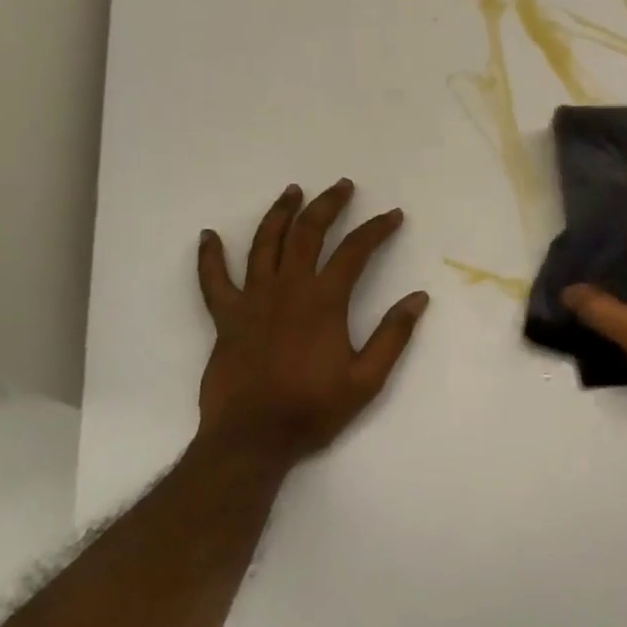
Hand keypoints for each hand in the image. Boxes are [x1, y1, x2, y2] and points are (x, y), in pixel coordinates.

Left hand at [195, 179, 429, 467]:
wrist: (252, 440)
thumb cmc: (312, 409)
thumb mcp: (367, 379)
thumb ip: (393, 335)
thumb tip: (419, 297)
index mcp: (324, 301)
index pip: (355, 251)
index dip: (376, 229)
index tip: (392, 215)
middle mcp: (288, 289)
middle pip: (308, 233)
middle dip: (328, 205)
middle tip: (343, 186)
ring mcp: (252, 300)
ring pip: (265, 244)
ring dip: (280, 213)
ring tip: (293, 191)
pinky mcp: (225, 318)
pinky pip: (213, 281)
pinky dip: (209, 257)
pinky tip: (207, 236)